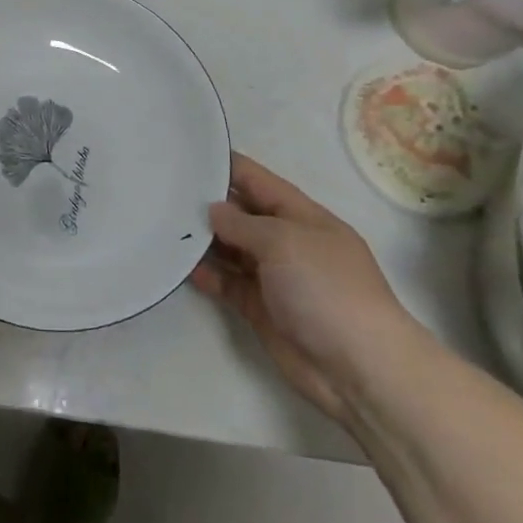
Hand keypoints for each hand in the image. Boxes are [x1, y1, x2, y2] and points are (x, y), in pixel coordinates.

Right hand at [191, 153, 417, 426]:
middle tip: (163, 190)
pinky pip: (229, 283)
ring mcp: (275, 277)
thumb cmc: (326, 289)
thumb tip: (213, 211)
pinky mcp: (262, 309)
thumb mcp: (284, 241)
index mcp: (303, 216)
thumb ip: (242, 222)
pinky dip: (208, 275)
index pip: (259, 181)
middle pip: (242, 214)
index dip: (228, 166)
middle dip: (208, 203)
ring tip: (164, 226)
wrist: (359, 368)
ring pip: (232, 249)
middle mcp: (288, 242)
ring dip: (204, 240)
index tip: (190, 154)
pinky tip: (182, 266)